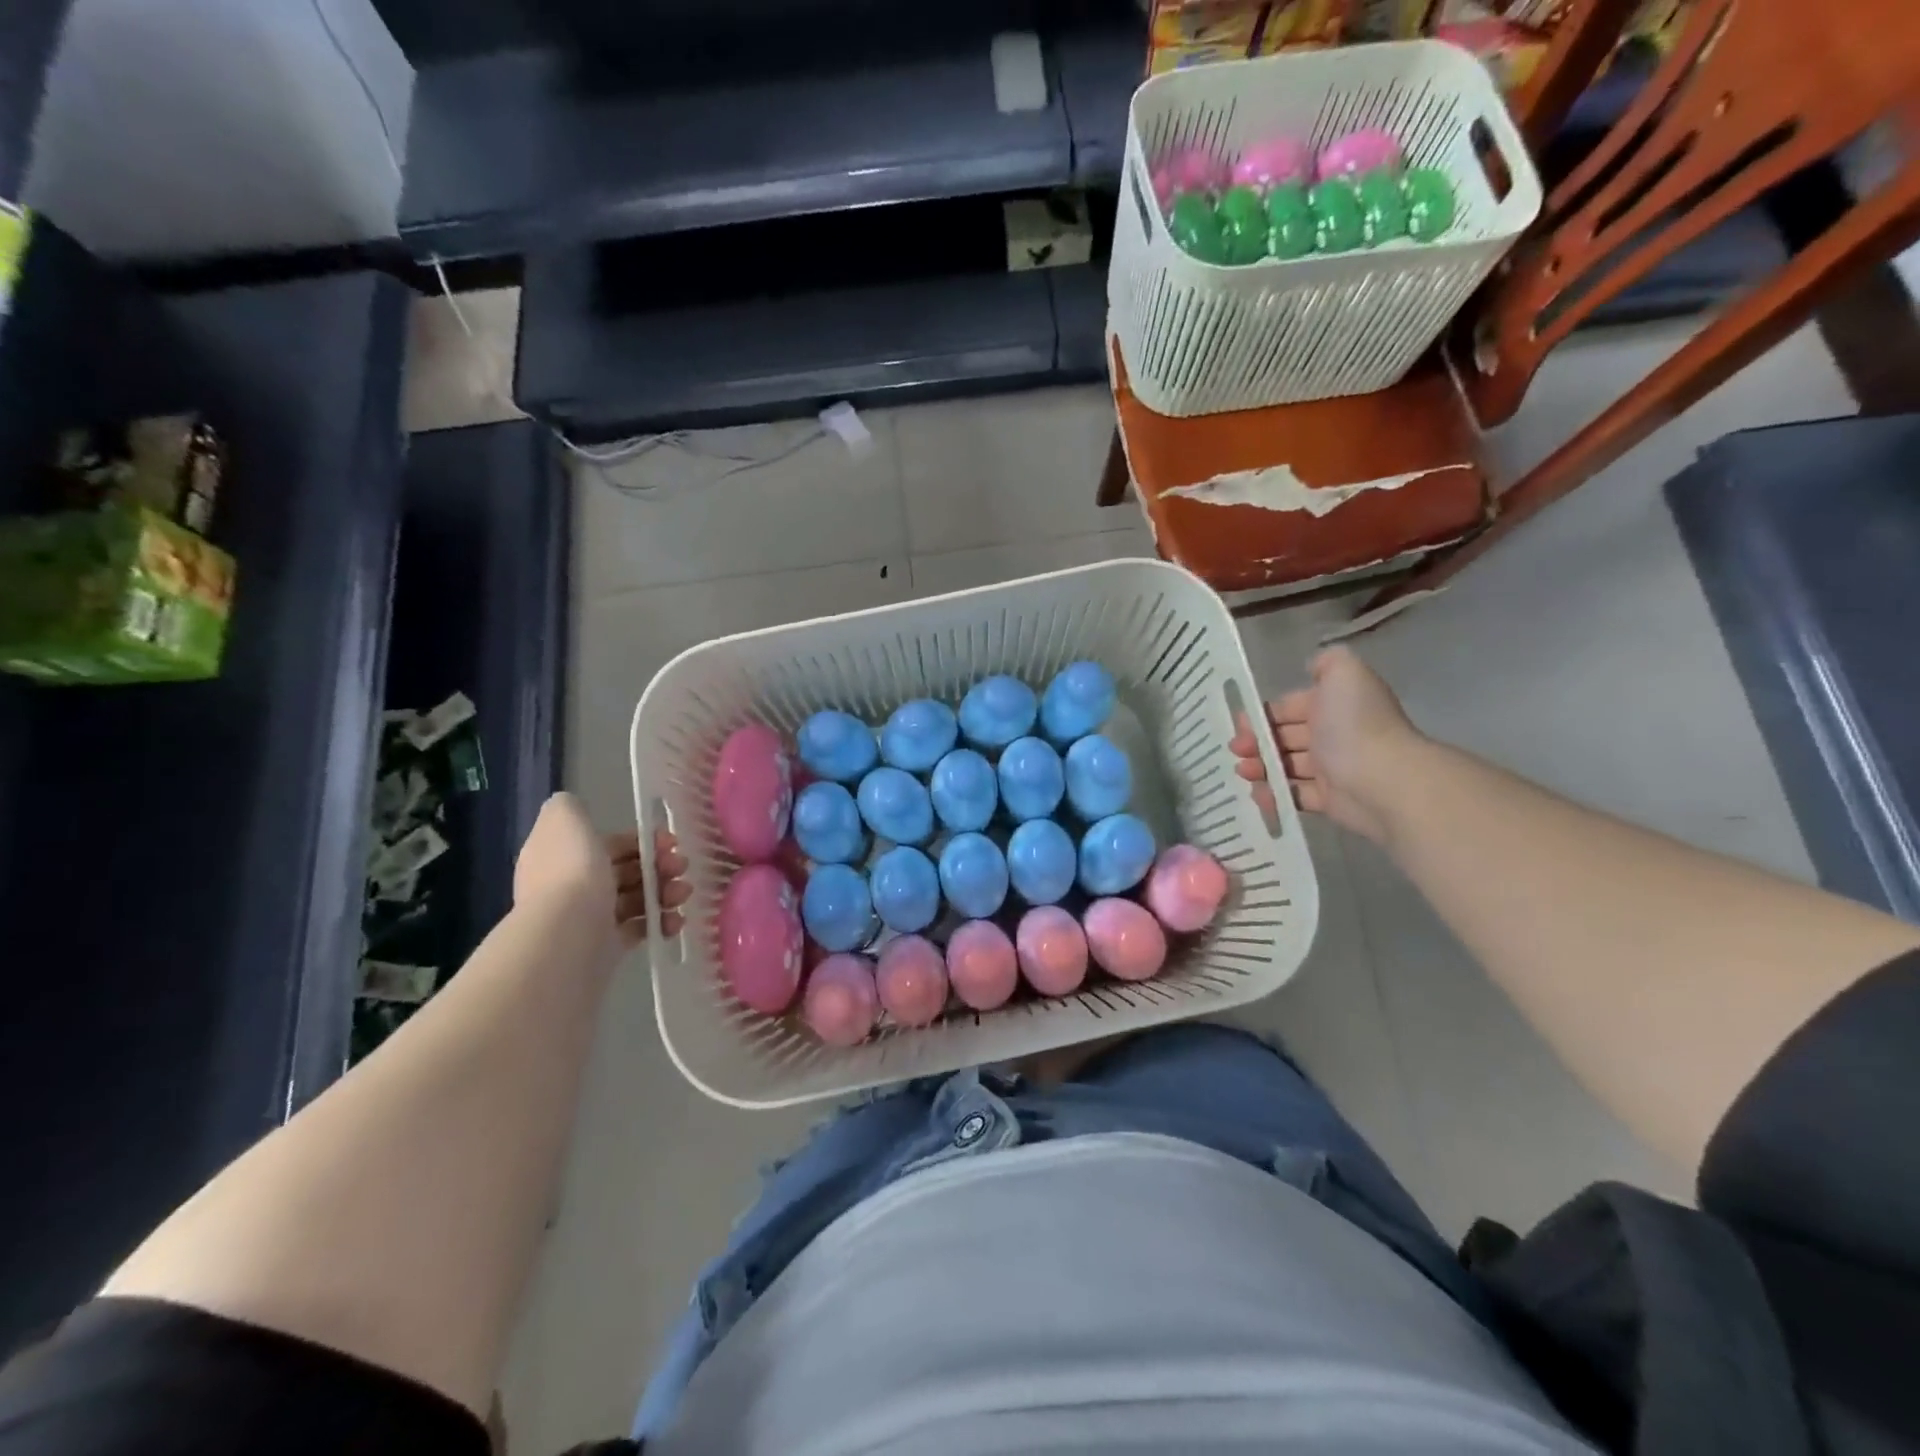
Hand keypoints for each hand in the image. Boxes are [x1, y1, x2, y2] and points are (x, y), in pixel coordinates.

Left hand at [515, 794, 689, 945]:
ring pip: (637, 899)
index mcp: (563, 855)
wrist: (567, 935)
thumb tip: (577, 808)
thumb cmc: (572, 871)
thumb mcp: (564, 820)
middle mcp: (572, 885)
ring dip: (665, 893)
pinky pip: (640, 929)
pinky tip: (675, 921)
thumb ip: (569, 807)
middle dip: (659, 866)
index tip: (669, 841)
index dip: (641, 840)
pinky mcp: (606, 947)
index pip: (608, 844)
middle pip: (626, 871)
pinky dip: (661, 923)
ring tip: (682, 894)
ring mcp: (589, 918)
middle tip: (681, 867)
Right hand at [1229, 646, 1421, 843]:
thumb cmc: (1356, 724)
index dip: (1264, 713)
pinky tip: (1259, 793)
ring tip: (1243, 771)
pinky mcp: (1328, 800)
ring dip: (1260, 767)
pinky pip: (1294, 795)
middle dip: (1256, 741)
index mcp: (1333, 705)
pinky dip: (1274, 795)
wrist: (1383, 779)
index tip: (1240, 723)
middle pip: (1284, 737)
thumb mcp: (1345, 673)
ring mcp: (1331, 769)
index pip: (1291, 707)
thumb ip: (1328, 661)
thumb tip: (1311, 666)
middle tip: (1236, 749)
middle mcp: (1333, 735)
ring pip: (1286, 766)